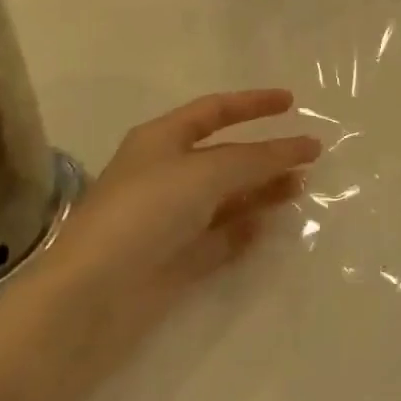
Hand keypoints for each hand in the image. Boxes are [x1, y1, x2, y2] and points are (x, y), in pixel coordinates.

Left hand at [0, 90, 320, 351]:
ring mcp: (169, 219)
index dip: (253, 103)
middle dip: (265, 154)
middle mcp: (165, 174)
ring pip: (226, 198)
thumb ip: (259, 158)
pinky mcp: (174, 260)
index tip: (292, 103)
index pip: (215, 110)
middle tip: (309, 156)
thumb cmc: (146, 212)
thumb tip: (304, 147)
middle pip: (225, 156)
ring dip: (262, 190)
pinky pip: (219, 237)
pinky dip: (244, 230)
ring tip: (301, 188)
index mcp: (161, 140)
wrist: (90, 296)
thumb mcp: (207, 172)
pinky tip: (269, 228)